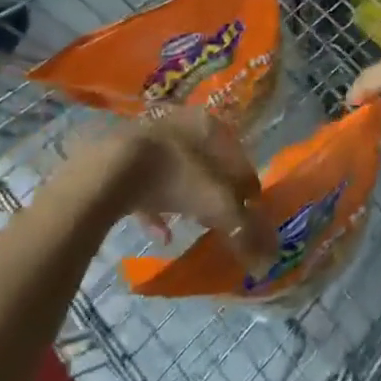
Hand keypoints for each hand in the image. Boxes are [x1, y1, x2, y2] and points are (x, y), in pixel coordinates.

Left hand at [93, 108, 273, 268]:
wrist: (110, 171)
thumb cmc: (175, 176)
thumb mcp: (217, 205)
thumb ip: (245, 229)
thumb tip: (270, 257)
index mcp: (209, 125)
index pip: (239, 156)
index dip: (247, 186)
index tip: (250, 212)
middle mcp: (182, 123)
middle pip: (207, 161)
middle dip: (216, 190)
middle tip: (221, 218)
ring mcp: (150, 138)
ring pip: (178, 170)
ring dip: (186, 198)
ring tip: (193, 225)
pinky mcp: (123, 158)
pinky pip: (147, 185)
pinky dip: (156, 209)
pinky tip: (160, 234)